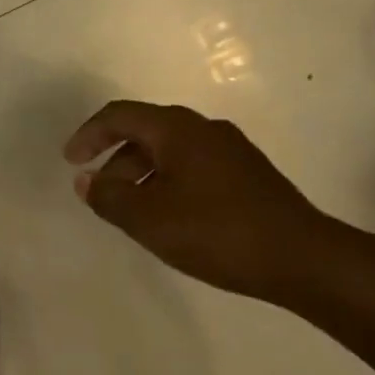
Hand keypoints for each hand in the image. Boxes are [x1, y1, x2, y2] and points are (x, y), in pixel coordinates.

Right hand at [63, 100, 347, 301]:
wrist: (303, 259)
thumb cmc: (216, 232)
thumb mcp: (149, 219)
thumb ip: (109, 197)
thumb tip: (87, 181)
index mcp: (177, 129)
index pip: (119, 115)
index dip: (88, 134)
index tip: (70, 161)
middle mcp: (203, 128)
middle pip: (145, 131)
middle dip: (114, 158)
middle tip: (98, 191)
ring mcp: (231, 150)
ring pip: (170, 150)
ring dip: (141, 173)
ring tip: (131, 210)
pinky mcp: (248, 174)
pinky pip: (193, 166)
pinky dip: (167, 181)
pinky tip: (170, 216)